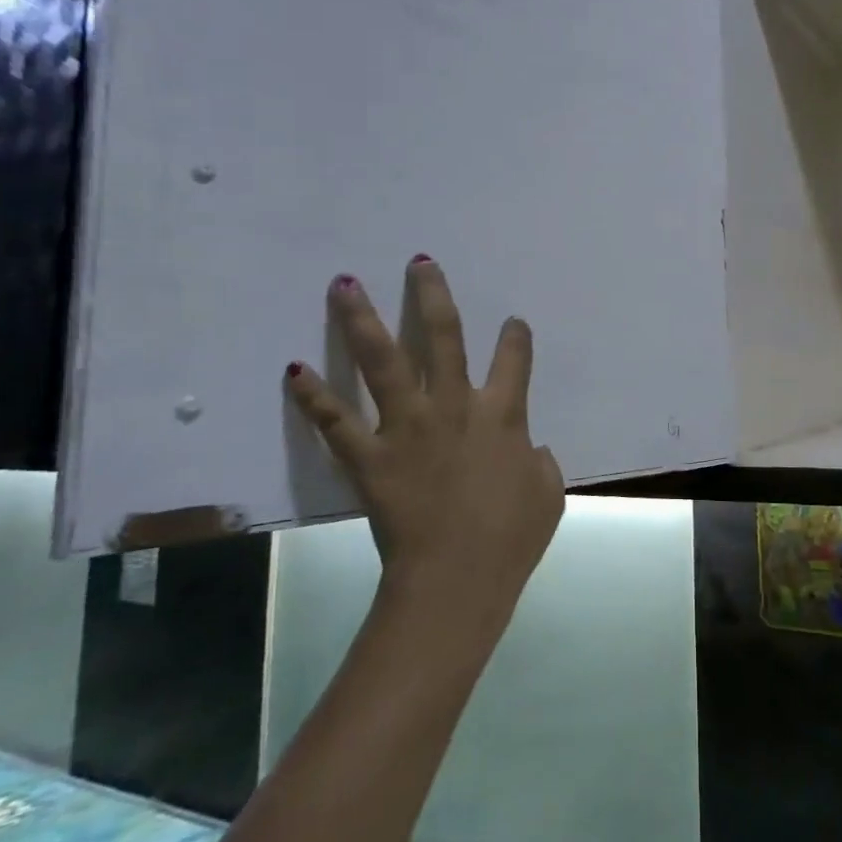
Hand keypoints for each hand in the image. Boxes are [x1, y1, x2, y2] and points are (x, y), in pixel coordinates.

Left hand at [285, 258, 564, 615]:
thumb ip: (541, 462)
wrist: (458, 578)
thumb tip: (532, 449)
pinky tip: (294, 369)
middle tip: (419, 263)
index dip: (515, 336)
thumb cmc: (511, 537)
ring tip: (344, 284)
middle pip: (443, 337)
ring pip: (383, 362)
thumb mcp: (548, 494)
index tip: (512, 323)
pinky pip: (335, 422)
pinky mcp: (369, 458)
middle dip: (432, 295)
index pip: (515, 359)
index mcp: (503, 414)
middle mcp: (454, 406)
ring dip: (363, 320)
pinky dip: (313, 397)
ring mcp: (407, 427)